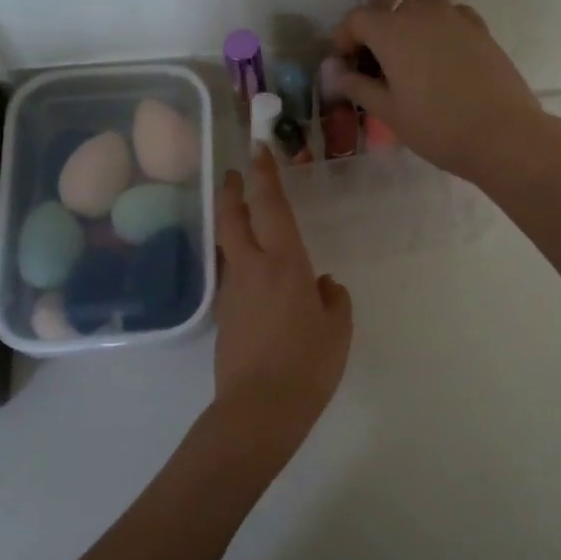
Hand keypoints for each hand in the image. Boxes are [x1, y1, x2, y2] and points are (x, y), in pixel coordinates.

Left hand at [210, 148, 352, 466]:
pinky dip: (238, 261)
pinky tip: (255, 276)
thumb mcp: (337, 329)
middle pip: (233, 218)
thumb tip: (322, 285)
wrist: (258, 410)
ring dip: (232, 224)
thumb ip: (332, 299)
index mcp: (284, 263)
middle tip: (235, 173)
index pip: (271, 206)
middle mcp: (252, 268)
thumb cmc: (307, 365)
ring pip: (228, 246)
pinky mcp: (223, 316)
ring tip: (243, 218)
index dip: (265, 175)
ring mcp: (232, 292)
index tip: (258, 149)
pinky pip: (231, 276)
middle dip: (233, 191)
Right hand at [333, 0, 546, 186]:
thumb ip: (359, 87)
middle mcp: (422, 14)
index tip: (343, 61)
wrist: (503, 135)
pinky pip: (449, 11)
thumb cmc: (438, 128)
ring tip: (401, 42)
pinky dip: (435, 19)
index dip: (344, 37)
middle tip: (368, 55)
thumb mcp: (390, 113)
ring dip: (404, 12)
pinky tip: (436, 46)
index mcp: (393, 32)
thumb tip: (336, 73)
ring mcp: (455, 17)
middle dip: (372, 22)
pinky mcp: (479, 29)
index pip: (358, 19)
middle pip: (388, 2)